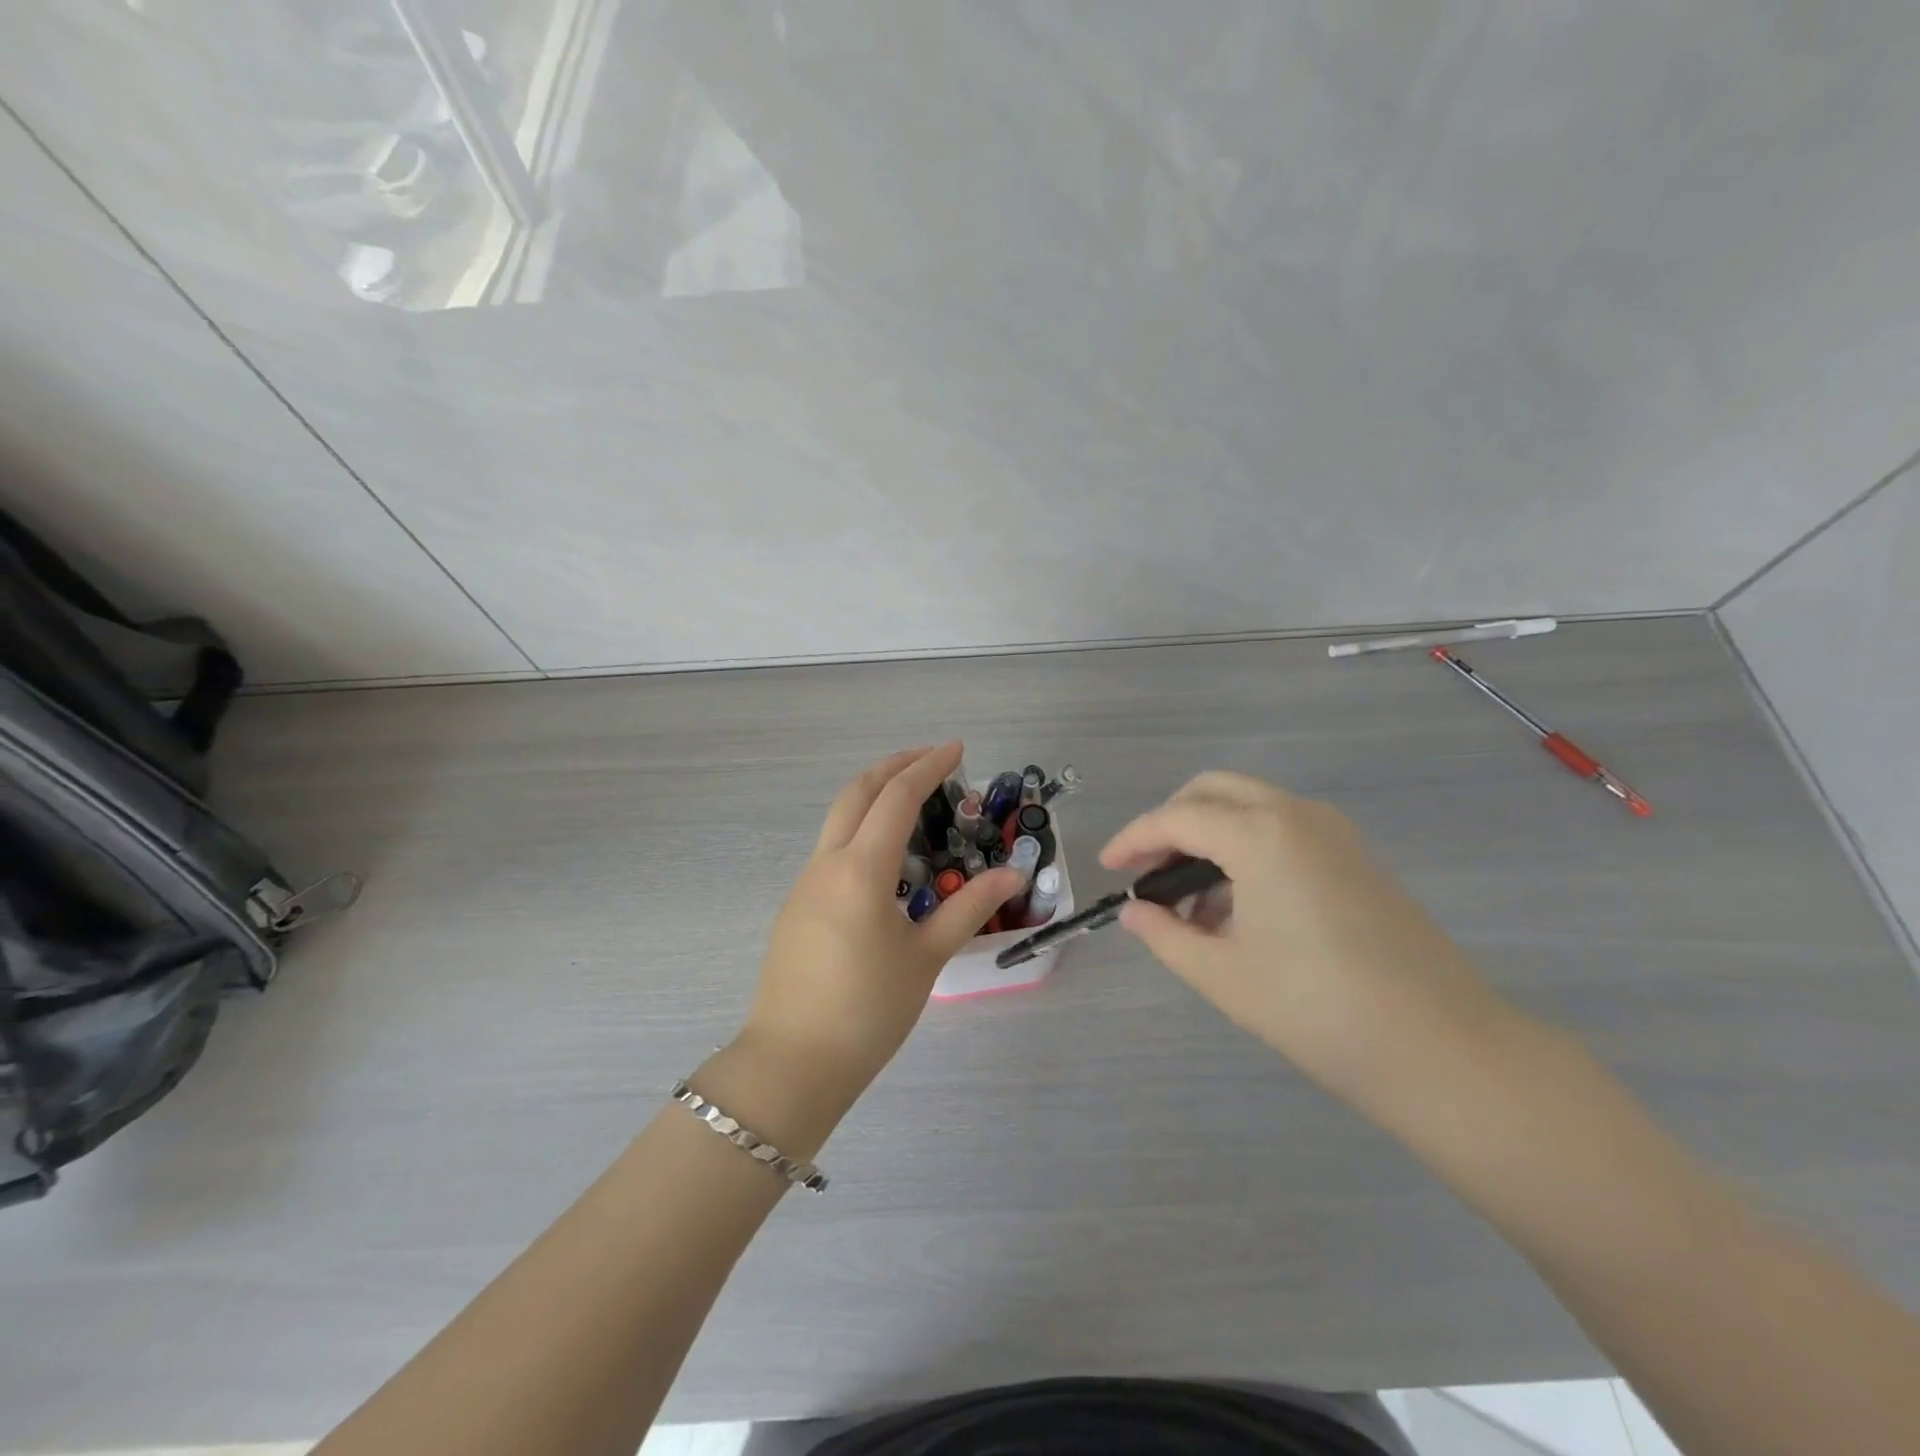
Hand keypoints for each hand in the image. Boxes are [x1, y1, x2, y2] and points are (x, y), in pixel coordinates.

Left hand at [737, 742, 1024, 1096]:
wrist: (792, 1063)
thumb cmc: (867, 1011)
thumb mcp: (926, 958)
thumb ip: (968, 908)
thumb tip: (1012, 873)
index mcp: (861, 869)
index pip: (897, 798)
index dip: (928, 767)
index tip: (957, 749)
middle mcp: (827, 864)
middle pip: (857, 792)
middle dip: (894, 765)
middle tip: (931, 758)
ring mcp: (805, 883)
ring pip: (838, 817)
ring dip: (874, 795)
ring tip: (913, 800)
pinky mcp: (797, 906)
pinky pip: (831, 848)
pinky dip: (860, 827)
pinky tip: (885, 855)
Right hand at [1101, 772, 1513, 1110]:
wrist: (1444, 1049)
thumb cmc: (1318, 1010)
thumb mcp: (1223, 975)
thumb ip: (1166, 935)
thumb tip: (1135, 913)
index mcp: (1260, 834)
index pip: (1176, 818)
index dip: (1133, 839)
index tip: (1108, 868)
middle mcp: (1296, 814)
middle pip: (1214, 791)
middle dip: (1171, 822)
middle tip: (1148, 871)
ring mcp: (1334, 832)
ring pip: (1250, 805)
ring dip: (1210, 834)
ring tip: (1190, 902)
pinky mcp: (1356, 856)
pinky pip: (1283, 828)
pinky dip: (1246, 846)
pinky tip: (1238, 906)